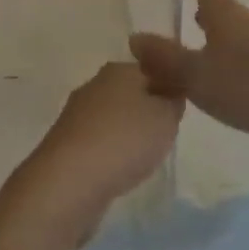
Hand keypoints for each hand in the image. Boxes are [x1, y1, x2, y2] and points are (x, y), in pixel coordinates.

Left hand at [9, 62, 182, 237]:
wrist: (69, 181)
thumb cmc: (124, 140)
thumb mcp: (166, 117)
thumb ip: (173, 102)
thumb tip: (169, 93)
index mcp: (119, 69)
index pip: (153, 68)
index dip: (170, 87)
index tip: (181, 110)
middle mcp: (95, 84)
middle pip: (132, 92)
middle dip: (149, 110)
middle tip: (166, 134)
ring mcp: (78, 113)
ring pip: (114, 117)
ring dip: (129, 133)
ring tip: (145, 156)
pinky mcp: (67, 142)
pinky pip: (100, 141)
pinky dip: (112, 152)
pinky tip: (120, 170)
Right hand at [130, 0, 248, 146]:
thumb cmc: (247, 85)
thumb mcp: (196, 74)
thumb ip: (166, 58)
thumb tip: (135, 37)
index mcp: (227, 16)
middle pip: (225, 12)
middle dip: (208, 11)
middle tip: (193, 10)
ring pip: (239, 37)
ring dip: (221, 40)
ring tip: (205, 50)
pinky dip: (234, 65)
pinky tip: (228, 83)